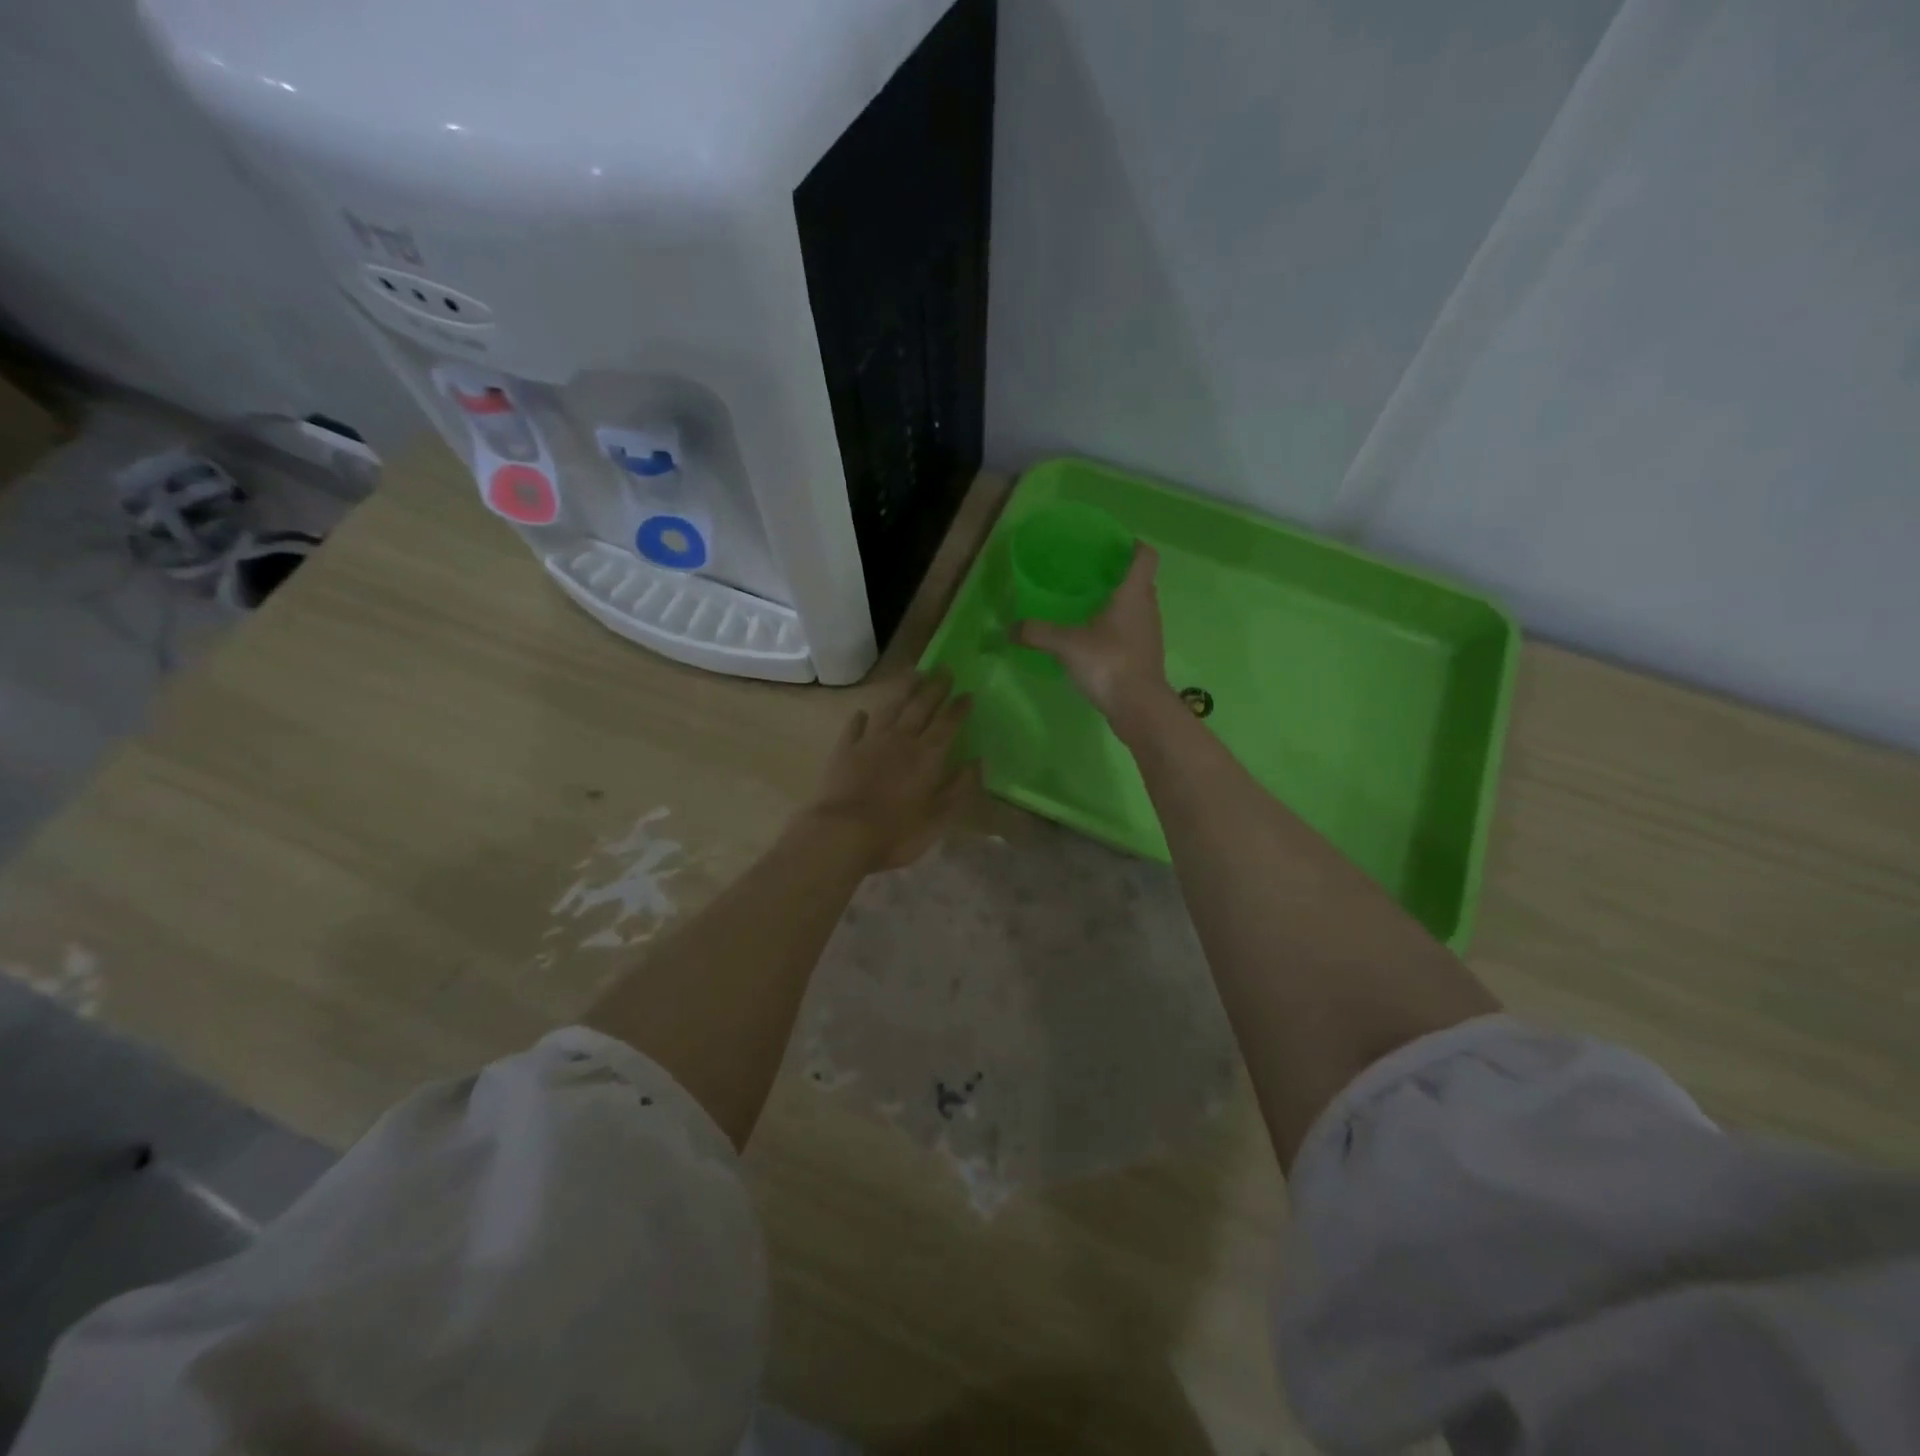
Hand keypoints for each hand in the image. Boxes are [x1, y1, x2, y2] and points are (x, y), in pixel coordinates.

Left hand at [803, 672, 976, 872]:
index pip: (948, 723)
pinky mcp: (844, 750)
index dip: (959, 708)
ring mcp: (870, 741)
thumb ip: (958, 788)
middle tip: (943, 670)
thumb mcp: (937, 817)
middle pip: (921, 707)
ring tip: (912, 674)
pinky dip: (861, 718)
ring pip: (890, 708)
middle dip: (934, 688)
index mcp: (927, 755)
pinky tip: (864, 713)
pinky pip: (855, 727)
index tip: (968, 693)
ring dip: (903, 690)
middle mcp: (901, 739)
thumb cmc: (896, 833)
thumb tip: (976, 762)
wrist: (842, 834)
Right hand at [1015, 543, 1172, 728]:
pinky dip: (1119, 628)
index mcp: (1133, 595)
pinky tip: (1096, 639)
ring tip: (1091, 606)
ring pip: (1138, 608)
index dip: (1134, 546)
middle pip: (1141, 582)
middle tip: (1094, 575)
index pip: (1145, 557)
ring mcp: (1149, 634)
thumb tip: (1010, 628)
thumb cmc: (1109, 662)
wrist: (1138, 706)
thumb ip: (1038, 633)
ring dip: (1121, 604)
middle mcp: (1147, 609)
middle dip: (1121, 575)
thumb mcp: (1067, 645)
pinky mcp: (1145, 656)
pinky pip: (1133, 632)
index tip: (1118, 543)